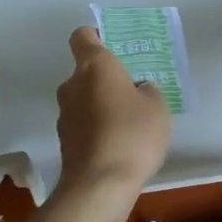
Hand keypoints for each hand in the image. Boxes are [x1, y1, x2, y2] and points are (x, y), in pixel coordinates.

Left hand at [55, 27, 172, 195]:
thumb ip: (147, 90)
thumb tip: (137, 90)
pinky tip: (117, 145)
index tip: (112, 45)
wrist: (99, 185)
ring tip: (128, 124)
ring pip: (84, 100)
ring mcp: (64, 115)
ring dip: (101, 106)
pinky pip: (83, 124)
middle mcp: (72, 85)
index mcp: (94, 66)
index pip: (83, 37)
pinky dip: (96, 128)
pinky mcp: (64, 142)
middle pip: (85, 72)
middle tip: (132, 92)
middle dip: (105, 79)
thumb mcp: (157, 106)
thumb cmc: (132, 134)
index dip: (95, 36)